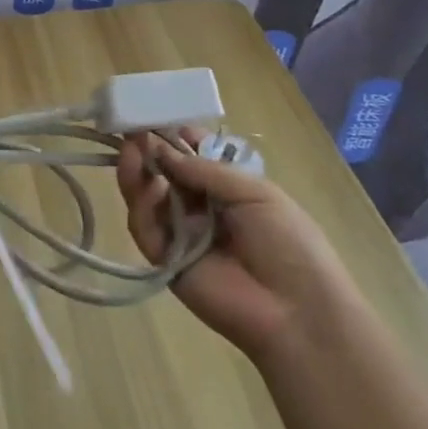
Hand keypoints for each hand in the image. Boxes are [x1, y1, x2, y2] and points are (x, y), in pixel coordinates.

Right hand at [116, 129, 362, 361]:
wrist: (298, 312)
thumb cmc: (289, 244)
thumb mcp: (255, 193)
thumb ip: (205, 170)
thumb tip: (161, 150)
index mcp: (227, 189)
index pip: (191, 157)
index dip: (173, 137)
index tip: (153, 116)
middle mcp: (200, 208)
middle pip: (163, 174)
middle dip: (147, 151)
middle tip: (130, 130)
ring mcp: (181, 234)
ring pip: (147, 198)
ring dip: (136, 173)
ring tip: (129, 150)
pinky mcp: (165, 260)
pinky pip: (145, 229)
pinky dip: (142, 206)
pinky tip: (148, 186)